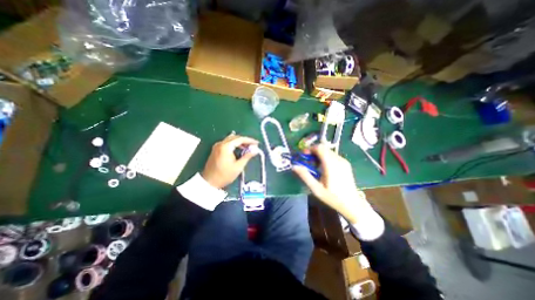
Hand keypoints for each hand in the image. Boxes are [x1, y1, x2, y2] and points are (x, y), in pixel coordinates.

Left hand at [201, 134, 258, 187]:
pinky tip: (239, 149)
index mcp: (226, 147)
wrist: (209, 182)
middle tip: (253, 145)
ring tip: (248, 147)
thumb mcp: (238, 166)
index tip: (257, 143)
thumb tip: (255, 150)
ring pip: (231, 139)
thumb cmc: (225, 175)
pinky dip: (234, 144)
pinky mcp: (216, 149)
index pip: (240, 139)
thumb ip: (247, 156)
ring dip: (240, 142)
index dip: (249, 140)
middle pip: (235, 137)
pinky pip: (227, 143)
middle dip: (245, 140)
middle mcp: (220, 144)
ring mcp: (217, 146)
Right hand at [293, 144, 367, 223]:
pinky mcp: (345, 163)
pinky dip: (325, 157)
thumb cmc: (333, 197)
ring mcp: (343, 161)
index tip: (303, 155)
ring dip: (319, 154)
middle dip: (313, 151)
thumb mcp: (316, 189)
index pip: (320, 148)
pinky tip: (323, 168)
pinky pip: (333, 155)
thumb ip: (305, 176)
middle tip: (307, 161)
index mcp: (331, 164)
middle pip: (323, 148)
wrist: (352, 204)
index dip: (310, 149)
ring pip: (328, 151)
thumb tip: (294, 166)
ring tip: (314, 166)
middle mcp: (338, 159)